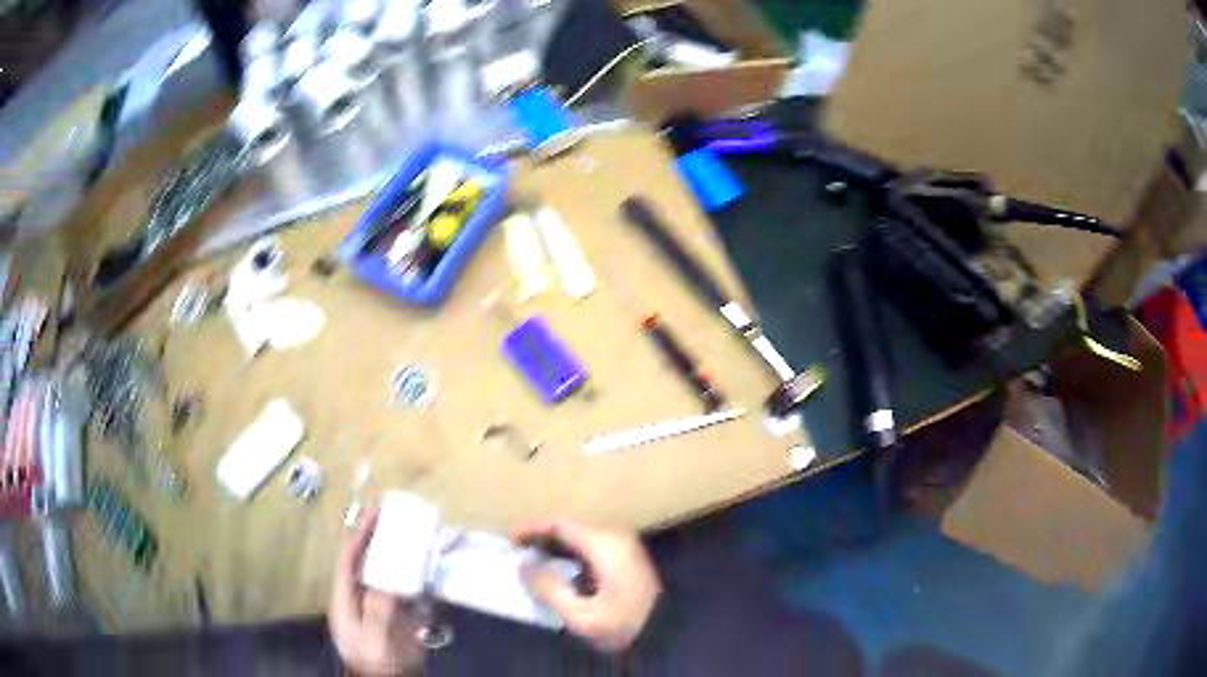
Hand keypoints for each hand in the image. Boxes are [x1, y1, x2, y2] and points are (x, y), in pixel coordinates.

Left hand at [329, 510, 424, 675]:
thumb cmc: (377, 662)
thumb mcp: (375, 637)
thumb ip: (379, 607)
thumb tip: (389, 579)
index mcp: (346, 600)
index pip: (349, 559)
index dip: (360, 535)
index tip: (376, 514)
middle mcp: (361, 599)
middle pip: (369, 563)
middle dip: (382, 541)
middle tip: (401, 521)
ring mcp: (380, 611)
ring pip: (389, 576)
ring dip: (403, 558)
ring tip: (419, 540)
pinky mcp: (399, 621)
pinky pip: (409, 595)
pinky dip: (419, 583)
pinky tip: (432, 574)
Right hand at [514, 519, 661, 652]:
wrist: (666, 633)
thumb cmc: (623, 625)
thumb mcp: (581, 616)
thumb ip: (549, 589)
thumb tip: (523, 566)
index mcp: (604, 545)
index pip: (560, 524)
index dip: (532, 528)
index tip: (510, 541)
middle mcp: (615, 537)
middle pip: (570, 527)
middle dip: (541, 537)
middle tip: (517, 552)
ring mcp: (624, 545)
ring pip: (580, 535)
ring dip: (555, 544)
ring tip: (532, 560)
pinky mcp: (627, 556)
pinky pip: (591, 544)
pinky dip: (570, 551)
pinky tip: (558, 568)